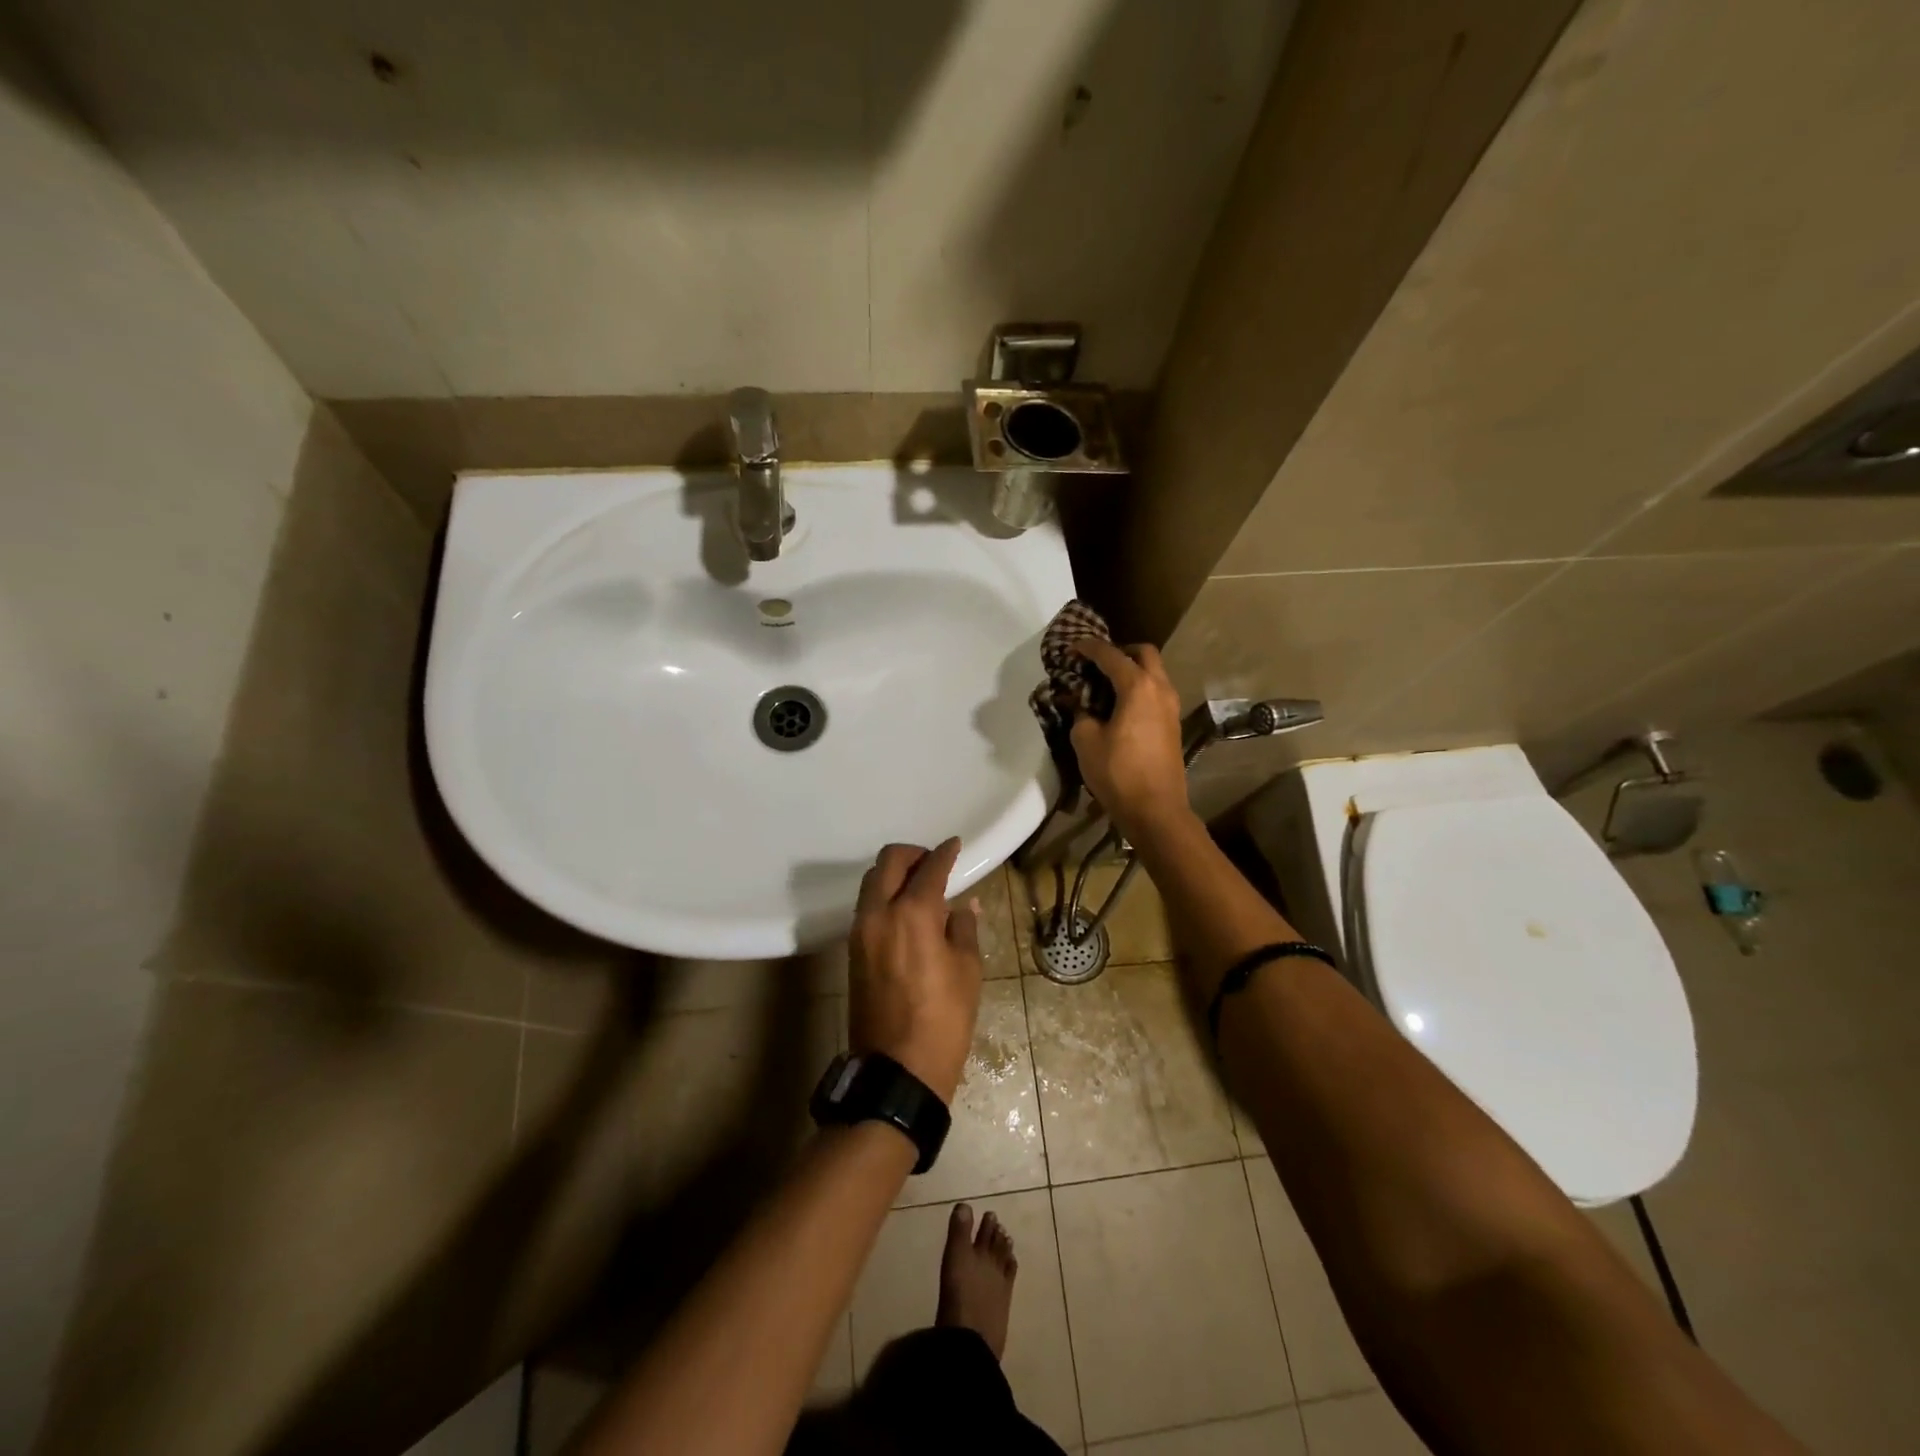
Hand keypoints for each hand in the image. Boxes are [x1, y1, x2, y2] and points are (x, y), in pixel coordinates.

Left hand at [848, 838, 982, 1103]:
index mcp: (913, 914)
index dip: (945, 853)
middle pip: (888, 862)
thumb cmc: (944, 1020)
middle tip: (934, 862)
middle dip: (913, 854)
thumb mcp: (967, 972)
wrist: (896, 1069)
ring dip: (894, 874)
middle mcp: (879, 913)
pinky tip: (906, 912)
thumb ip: (963, 928)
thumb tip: (964, 905)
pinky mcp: (852, 950)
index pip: (929, 868)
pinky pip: (867, 907)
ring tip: (920, 887)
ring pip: (871, 882)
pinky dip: (884, 896)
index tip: (955, 845)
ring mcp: (860, 931)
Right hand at [1068, 639, 1191, 837]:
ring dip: (1131, 671)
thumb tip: (1080, 705)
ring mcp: (1171, 707)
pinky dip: (1138, 688)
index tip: (1071, 648)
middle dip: (1119, 651)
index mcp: (1137, 686)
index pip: (1110, 655)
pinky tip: (1118, 706)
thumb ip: (1080, 714)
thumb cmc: (1118, 772)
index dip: (1089, 647)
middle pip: (1143, 653)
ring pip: (1154, 673)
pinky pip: (1155, 692)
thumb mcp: (1086, 741)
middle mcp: (1160, 689)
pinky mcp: (1172, 725)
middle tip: (1096, 663)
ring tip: (1104, 685)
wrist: (1156, 810)